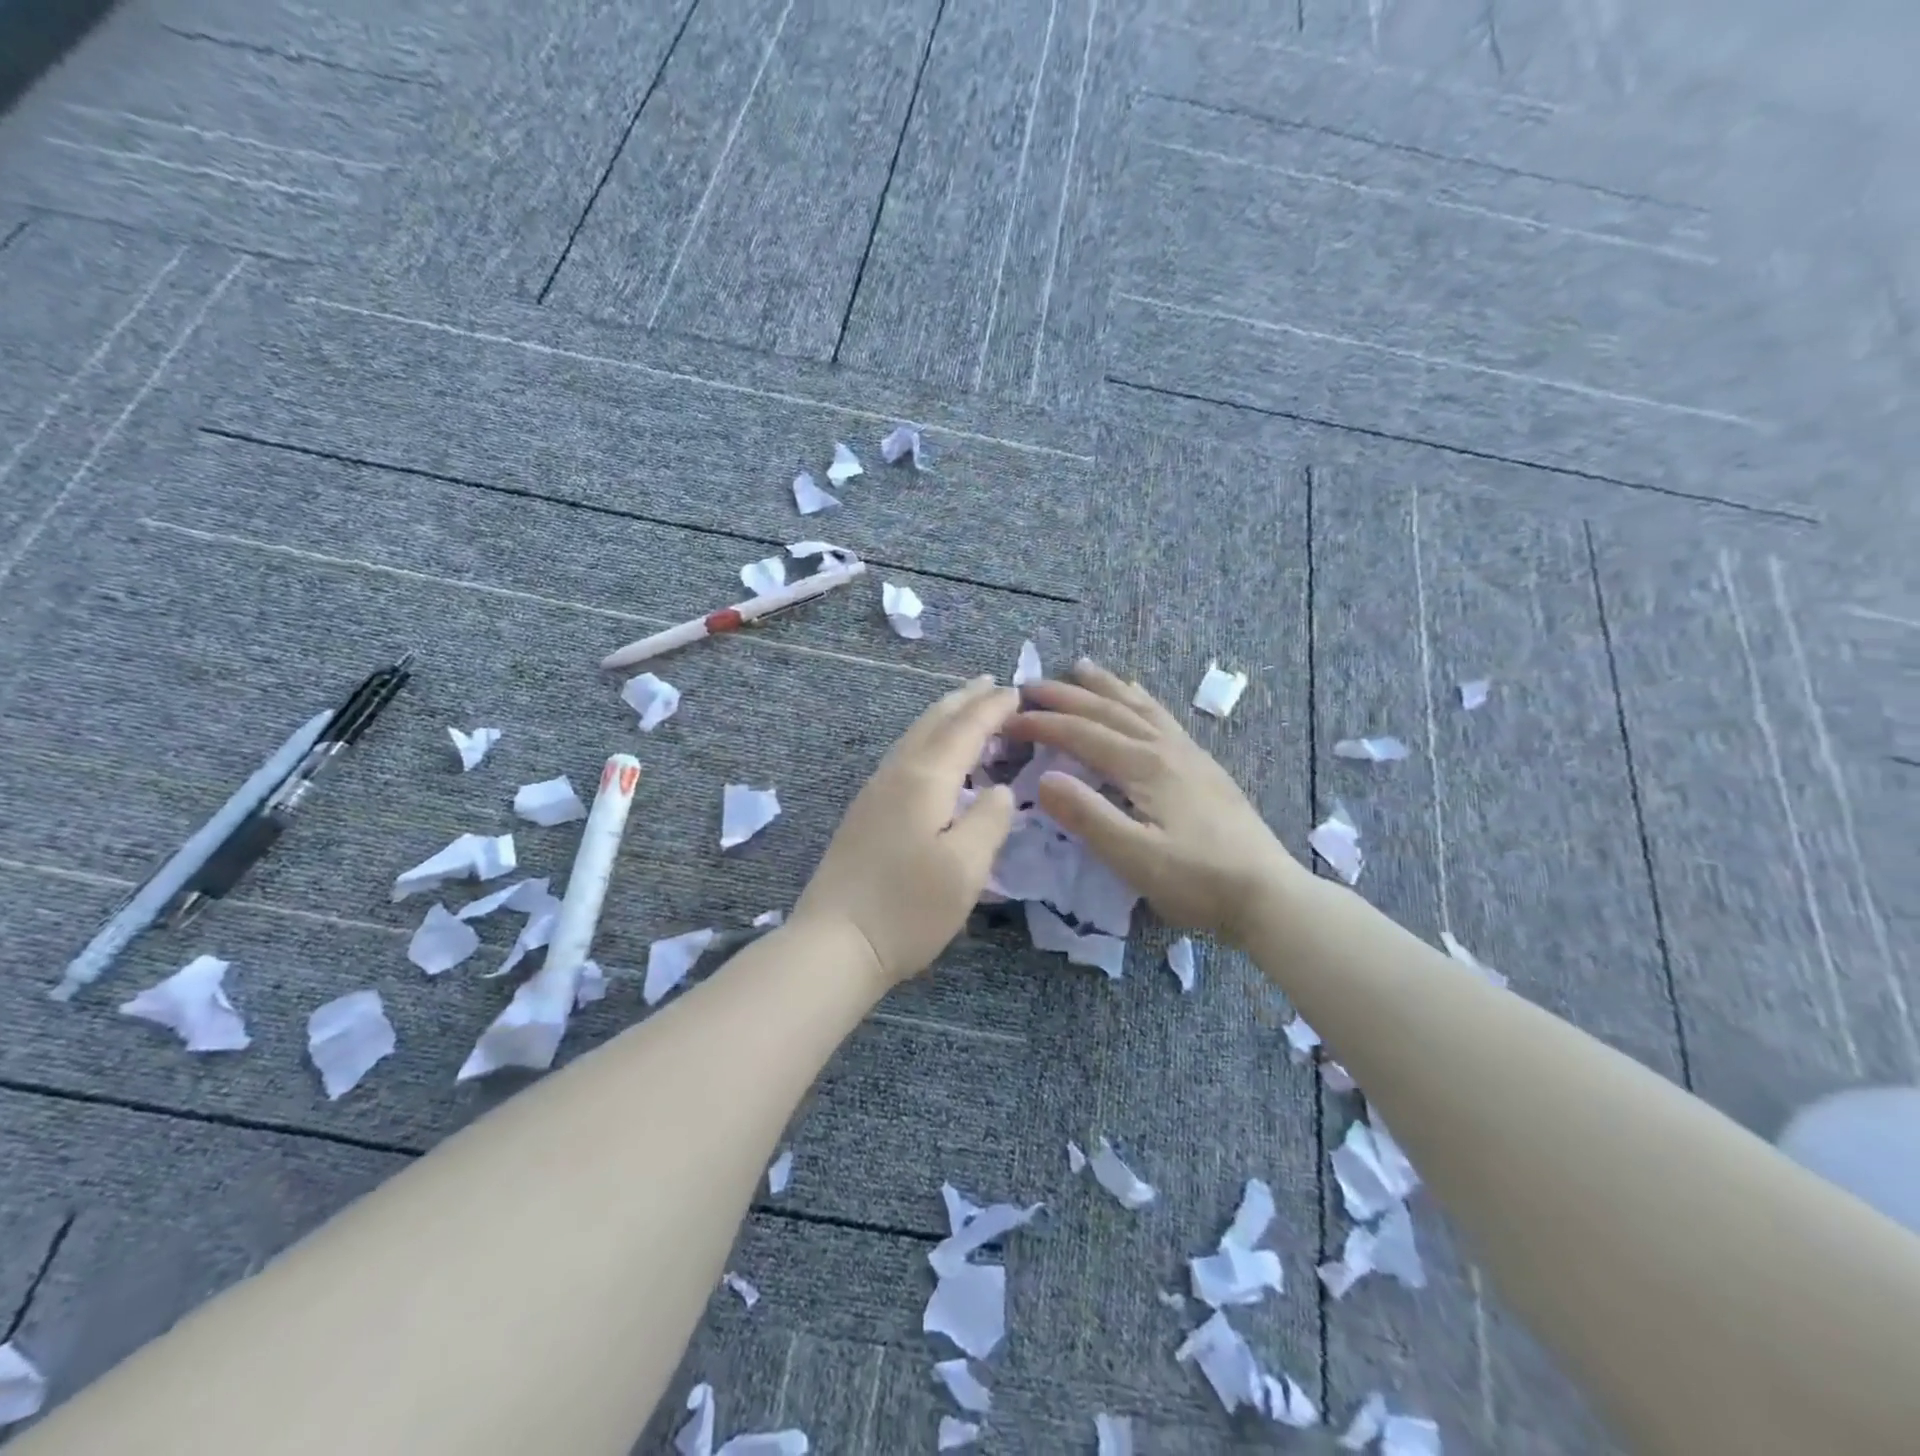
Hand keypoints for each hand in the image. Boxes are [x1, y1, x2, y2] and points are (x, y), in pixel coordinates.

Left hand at [792, 677, 1017, 983]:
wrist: (834, 943)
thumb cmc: (907, 908)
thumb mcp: (966, 868)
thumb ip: (989, 820)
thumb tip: (999, 790)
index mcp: (924, 779)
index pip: (965, 730)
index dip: (993, 709)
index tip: (1017, 690)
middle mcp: (896, 774)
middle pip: (933, 723)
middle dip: (964, 700)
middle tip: (990, 683)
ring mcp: (874, 793)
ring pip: (913, 737)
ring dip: (943, 717)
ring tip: (964, 707)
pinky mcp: (865, 814)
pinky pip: (903, 757)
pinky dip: (927, 741)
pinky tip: (931, 755)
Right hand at [1003, 660, 1303, 942]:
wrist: (1267, 893)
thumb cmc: (1197, 880)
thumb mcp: (1134, 858)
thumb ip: (1087, 816)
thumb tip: (1043, 780)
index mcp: (1144, 766)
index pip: (1081, 734)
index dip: (1042, 725)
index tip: (1008, 721)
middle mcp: (1164, 748)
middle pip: (1107, 710)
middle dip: (1065, 696)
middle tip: (1028, 685)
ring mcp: (1188, 753)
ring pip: (1138, 706)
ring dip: (1104, 685)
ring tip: (1080, 667)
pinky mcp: (1203, 766)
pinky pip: (1162, 717)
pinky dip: (1140, 699)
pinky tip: (1139, 697)